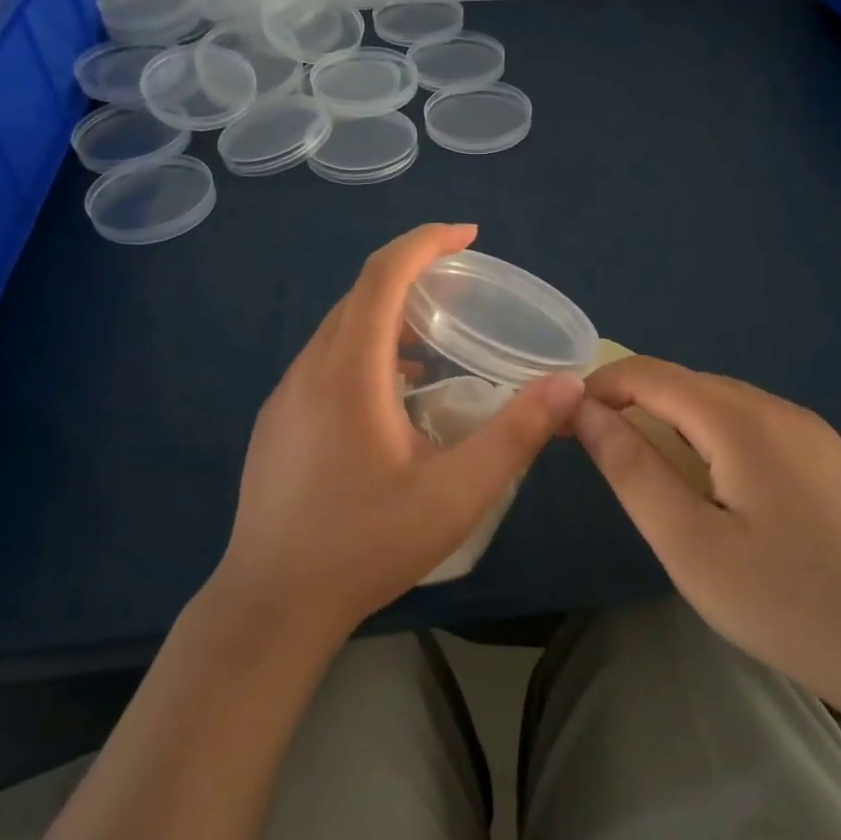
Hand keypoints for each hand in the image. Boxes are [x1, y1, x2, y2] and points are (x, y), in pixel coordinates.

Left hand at [217, 223, 582, 639]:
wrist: (271, 605)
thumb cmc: (365, 544)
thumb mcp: (456, 492)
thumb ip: (516, 435)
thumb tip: (569, 387)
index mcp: (348, 370)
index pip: (384, 274)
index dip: (426, 242)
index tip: (468, 234)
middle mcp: (310, 369)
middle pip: (360, 296)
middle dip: (412, 276)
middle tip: (462, 289)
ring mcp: (285, 396)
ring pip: (339, 331)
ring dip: (387, 319)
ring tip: (436, 344)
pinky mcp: (277, 423)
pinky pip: (325, 362)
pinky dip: (365, 353)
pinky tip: (394, 397)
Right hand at [574, 357, 840, 721]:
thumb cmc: (793, 604)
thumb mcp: (691, 545)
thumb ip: (631, 470)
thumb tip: (585, 412)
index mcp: (741, 419)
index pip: (650, 374)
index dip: (599, 388)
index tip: (564, 423)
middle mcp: (780, 410)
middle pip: (688, 386)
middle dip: (636, 408)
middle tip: (607, 461)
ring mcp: (817, 436)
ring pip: (725, 409)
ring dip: (677, 429)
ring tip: (659, 483)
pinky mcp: (838, 466)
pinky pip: (758, 433)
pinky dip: (717, 446)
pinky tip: (724, 499)